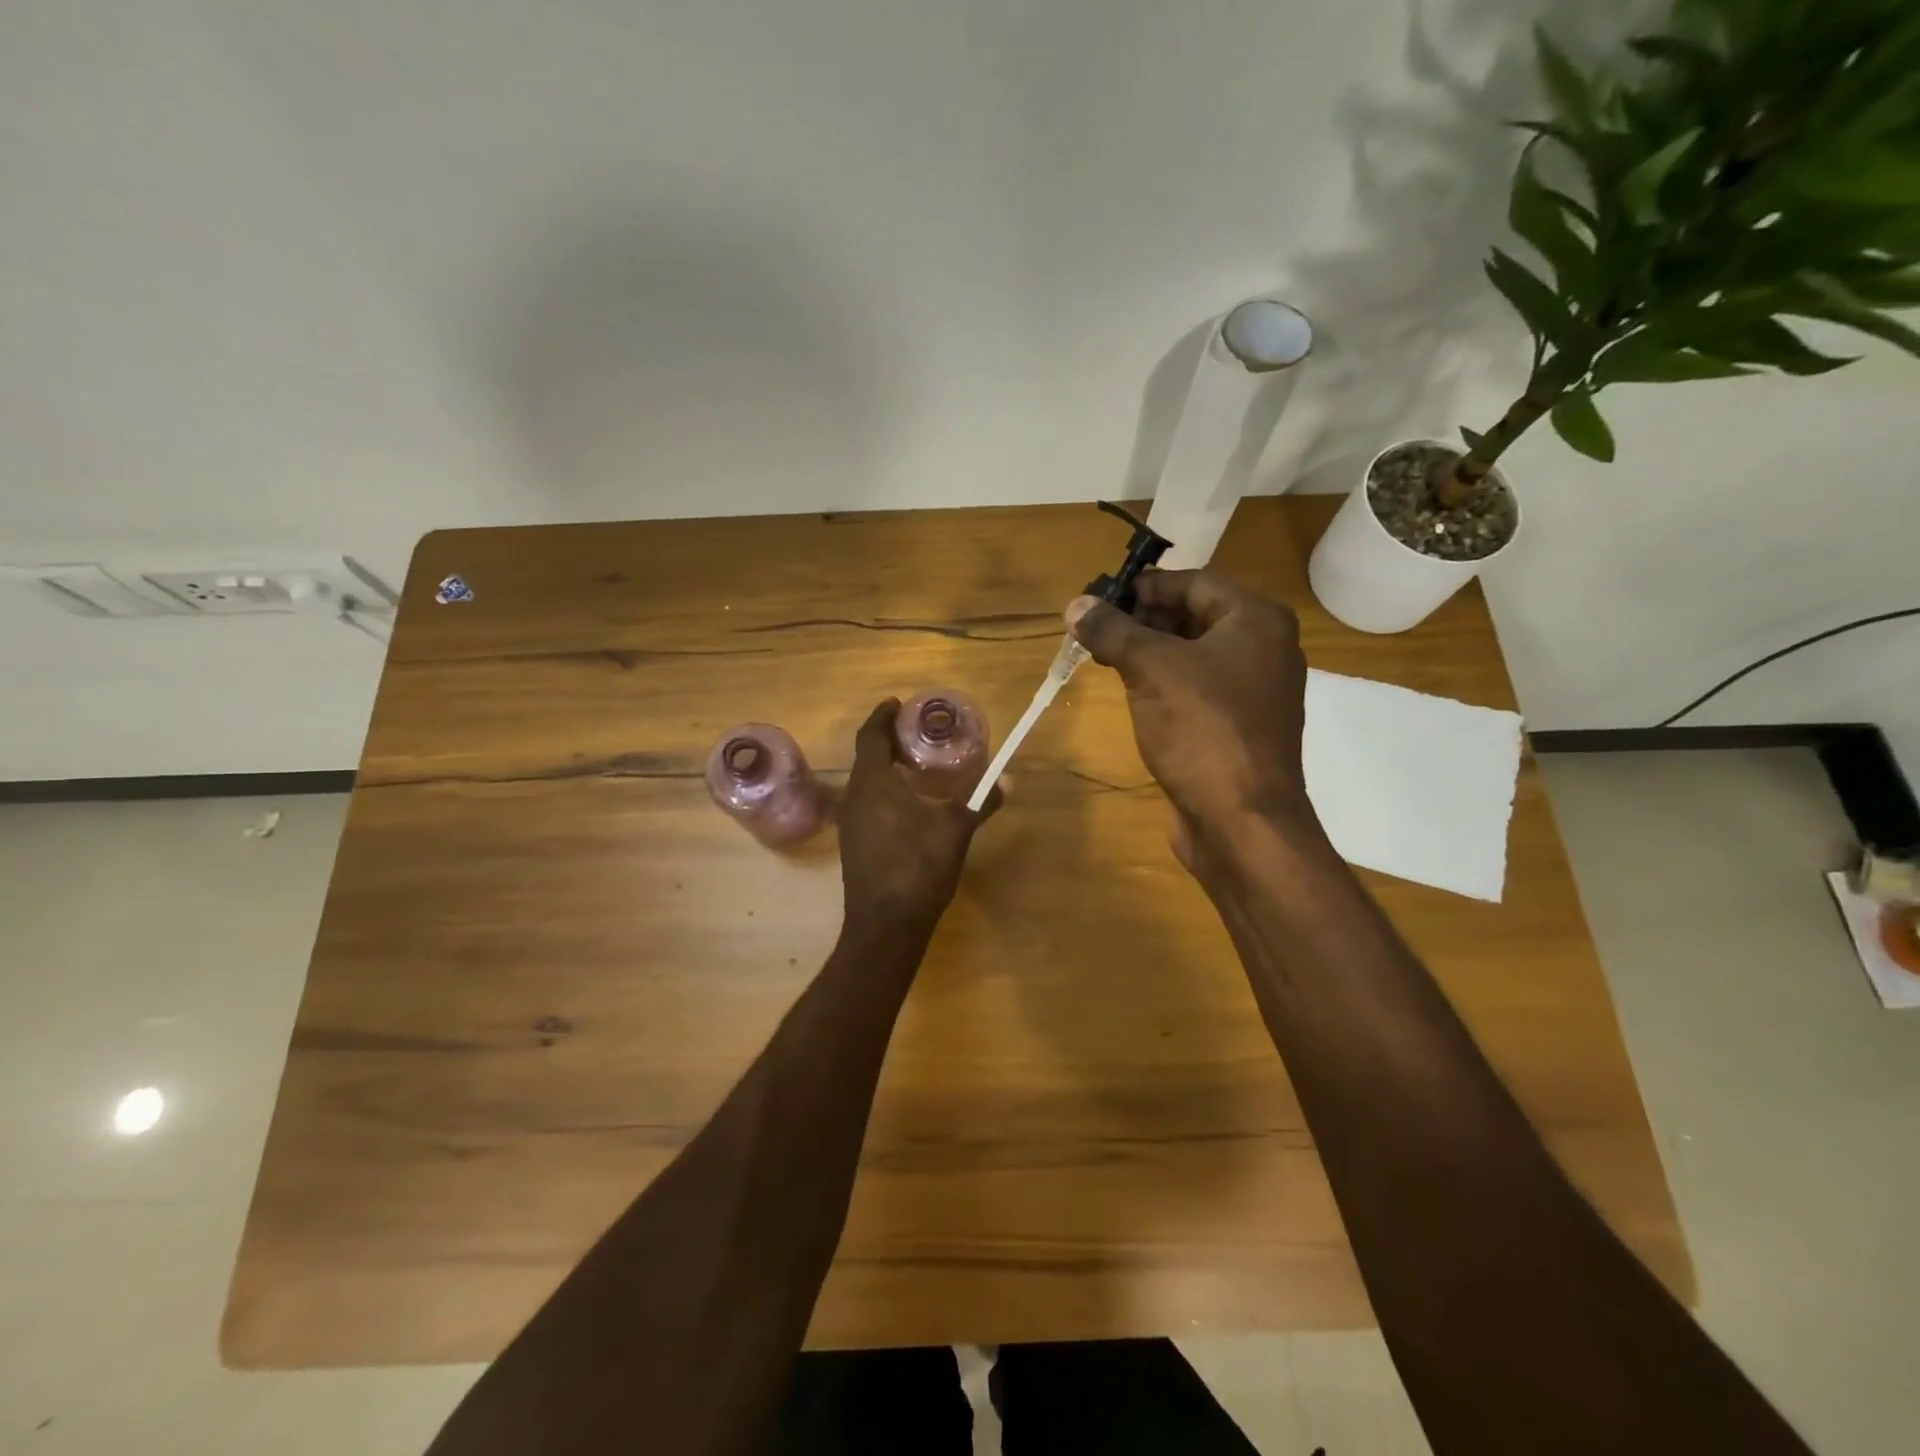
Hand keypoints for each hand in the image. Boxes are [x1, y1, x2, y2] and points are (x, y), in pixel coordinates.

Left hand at [838, 700, 1001, 933]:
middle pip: (866, 757)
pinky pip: (866, 803)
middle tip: (915, 733)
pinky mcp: (854, 845)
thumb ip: (980, 802)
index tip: (896, 703)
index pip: (870, 736)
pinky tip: (908, 804)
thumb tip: (1008, 780)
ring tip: (915, 764)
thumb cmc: (917, 868)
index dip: (881, 716)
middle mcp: (855, 797)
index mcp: (873, 784)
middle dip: (887, 741)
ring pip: (865, 782)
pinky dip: (883, 791)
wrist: (885, 926)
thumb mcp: (954, 831)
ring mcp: (850, 823)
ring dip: (885, 768)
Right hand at [1068, 569, 1315, 844]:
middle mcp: (1265, 649)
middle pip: (1196, 616)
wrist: (1242, 821)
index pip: (1195, 582)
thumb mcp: (1150, 669)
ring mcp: (1255, 691)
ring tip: (1105, 657)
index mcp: (1256, 621)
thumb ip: (1112, 631)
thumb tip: (1076, 606)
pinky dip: (1165, 682)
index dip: (1145, 585)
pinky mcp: (1240, 727)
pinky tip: (1133, 692)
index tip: (1102, 597)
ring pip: (1194, 655)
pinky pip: (1198, 688)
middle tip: (1097, 629)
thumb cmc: (1202, 730)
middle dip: (1144, 619)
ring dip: (1150, 652)